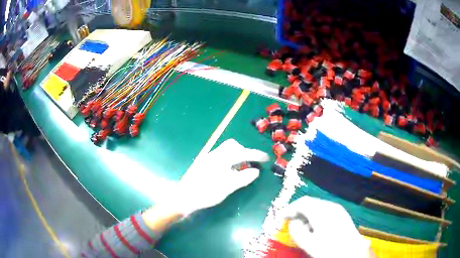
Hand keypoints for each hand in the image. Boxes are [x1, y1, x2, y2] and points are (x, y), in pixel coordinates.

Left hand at [174, 139, 268, 215]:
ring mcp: (207, 158)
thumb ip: (243, 178)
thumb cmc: (206, 193)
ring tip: (241, 168)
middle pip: (232, 146)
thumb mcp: (227, 188)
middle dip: (244, 152)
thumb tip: (256, 171)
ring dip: (236, 156)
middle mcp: (214, 155)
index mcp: (221, 159)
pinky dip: (229, 160)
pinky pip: (220, 156)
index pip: (243, 153)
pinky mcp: (204, 163)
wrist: (184, 197)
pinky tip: (229, 172)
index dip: (256, 155)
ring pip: (226, 151)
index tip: (266, 158)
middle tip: (251, 163)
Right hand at [282, 196, 369, 257]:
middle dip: (298, 211)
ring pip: (318, 206)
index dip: (290, 208)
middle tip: (290, 221)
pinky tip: (315, 227)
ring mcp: (337, 209)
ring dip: (307, 214)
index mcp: (321, 211)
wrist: (352, 251)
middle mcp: (330, 206)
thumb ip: (296, 231)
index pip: (302, 203)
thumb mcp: (308, 243)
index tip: (282, 217)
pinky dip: (316, 216)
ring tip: (302, 226)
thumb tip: (293, 222)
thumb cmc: (329, 248)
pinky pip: (325, 210)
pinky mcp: (342, 214)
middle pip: (310, 203)